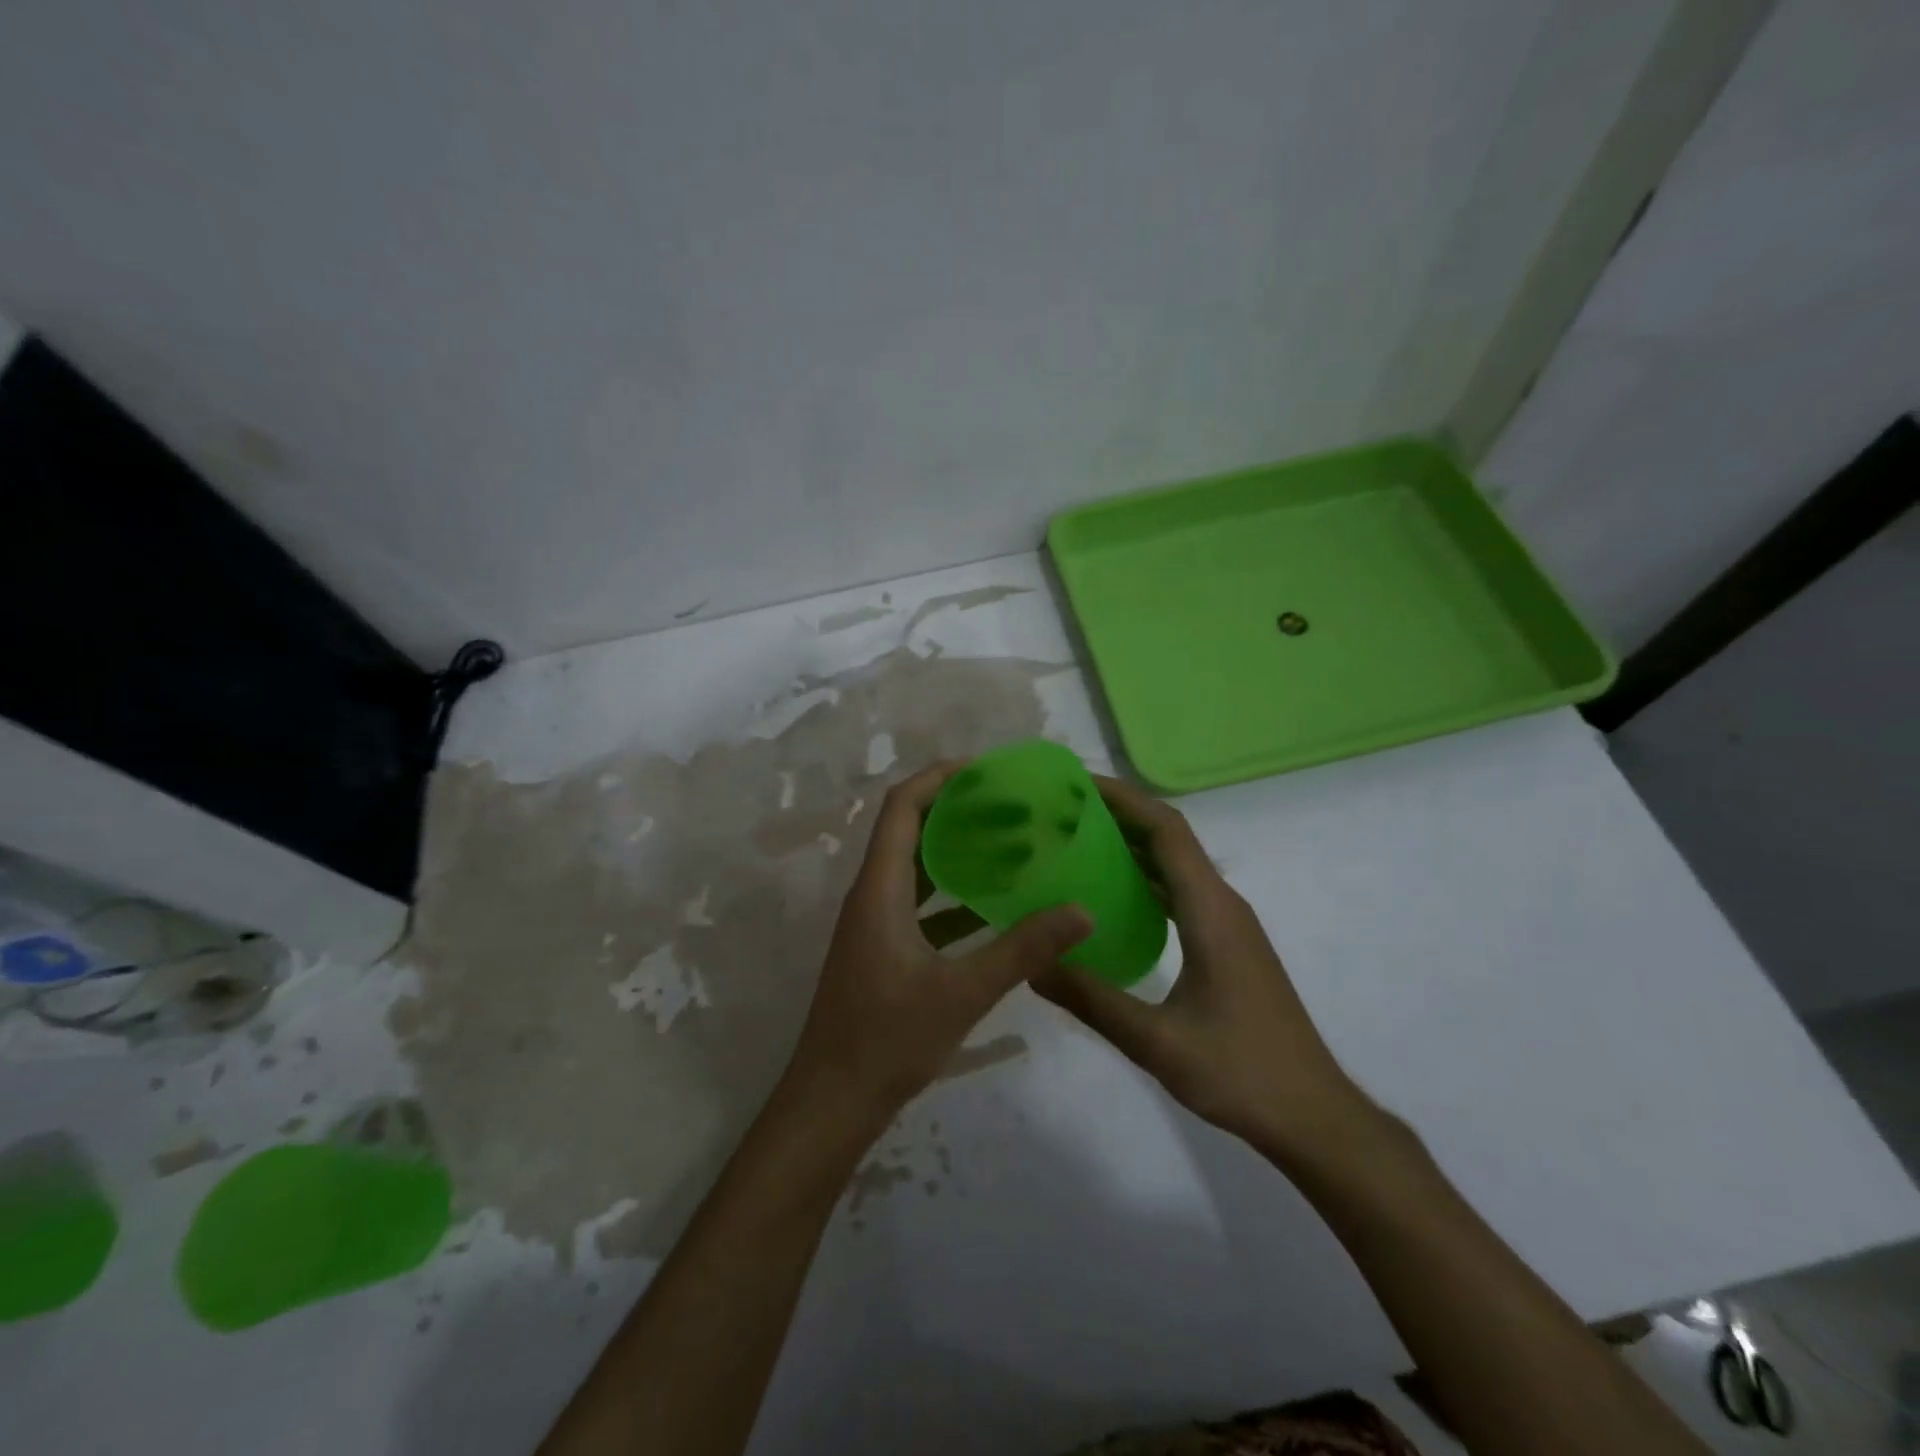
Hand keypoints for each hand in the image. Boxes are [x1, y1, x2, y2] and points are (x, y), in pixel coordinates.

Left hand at [782, 764, 1092, 1126]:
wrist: (832, 1102)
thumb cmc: (887, 1040)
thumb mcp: (962, 992)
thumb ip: (1022, 949)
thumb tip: (1081, 910)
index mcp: (880, 889)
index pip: (901, 808)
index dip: (938, 778)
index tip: (985, 770)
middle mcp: (872, 895)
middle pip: (909, 830)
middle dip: (956, 810)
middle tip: (1011, 805)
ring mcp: (875, 924)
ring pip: (916, 868)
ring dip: (956, 851)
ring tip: (1010, 844)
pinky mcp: (883, 949)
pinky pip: (919, 904)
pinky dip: (952, 894)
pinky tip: (993, 905)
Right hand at [1033, 776, 1373, 1161]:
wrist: (1313, 1115)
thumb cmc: (1241, 1072)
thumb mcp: (1156, 1042)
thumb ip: (1092, 1001)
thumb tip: (1031, 966)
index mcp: (1211, 911)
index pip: (1167, 830)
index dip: (1124, 799)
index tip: (1077, 785)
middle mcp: (1222, 904)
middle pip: (1170, 838)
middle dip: (1120, 814)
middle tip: (1062, 811)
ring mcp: (1228, 923)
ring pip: (1176, 864)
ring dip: (1132, 845)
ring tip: (1076, 841)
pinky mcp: (1228, 944)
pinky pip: (1181, 891)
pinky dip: (1145, 878)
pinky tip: (1111, 897)